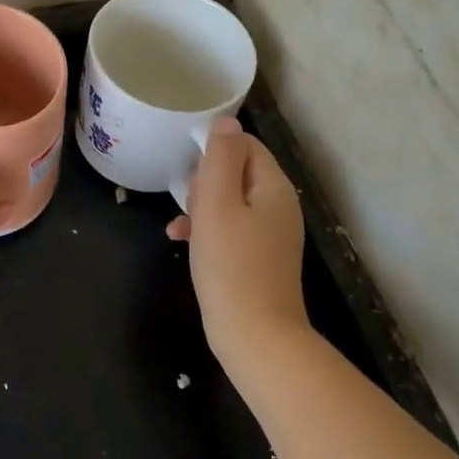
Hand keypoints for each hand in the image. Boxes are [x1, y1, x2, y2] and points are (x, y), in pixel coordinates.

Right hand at [166, 118, 308, 366]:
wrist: (255, 336)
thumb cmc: (231, 265)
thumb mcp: (217, 204)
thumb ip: (220, 159)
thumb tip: (225, 122)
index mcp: (273, 187)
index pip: (244, 144)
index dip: (213, 149)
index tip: (188, 170)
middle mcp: (278, 205)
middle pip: (237, 171)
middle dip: (205, 179)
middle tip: (186, 200)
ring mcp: (271, 233)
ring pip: (229, 201)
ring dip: (200, 204)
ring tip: (180, 222)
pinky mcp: (259, 257)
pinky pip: (230, 228)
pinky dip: (207, 229)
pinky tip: (181, 240)